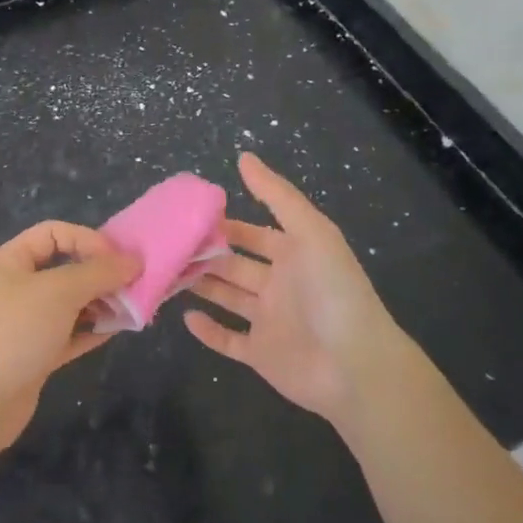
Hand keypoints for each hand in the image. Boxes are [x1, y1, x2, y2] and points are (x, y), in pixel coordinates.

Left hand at [0, 221, 139, 450]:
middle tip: (131, 284)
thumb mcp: (60, 292)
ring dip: (99, 302)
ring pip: (69, 302)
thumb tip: (133, 261)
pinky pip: (69, 333)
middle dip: (99, 274)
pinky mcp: (33, 353)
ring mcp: (23, 322)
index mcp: (8, 261)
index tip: (117, 260)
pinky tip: (117, 330)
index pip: (53, 233)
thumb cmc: (16, 332)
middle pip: (64, 267)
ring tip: (129, 308)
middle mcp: (14, 287)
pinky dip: (91, 329)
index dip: (87, 239)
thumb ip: (99, 273)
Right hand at [185, 153, 409, 422]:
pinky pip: (229, 340)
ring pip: (227, 298)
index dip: (226, 225)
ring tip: (167, 272)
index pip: (254, 234)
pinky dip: (208, 331)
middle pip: (235, 265)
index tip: (190, 216)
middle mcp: (280, 285)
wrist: (355, 366)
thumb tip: (244, 156)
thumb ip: (277, 196)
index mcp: (295, 255)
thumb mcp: (311, 232)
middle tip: (168, 245)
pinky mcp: (261, 354)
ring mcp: (270, 321)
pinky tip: (185, 317)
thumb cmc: (333, 292)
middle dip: (206, 254)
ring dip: (202, 285)